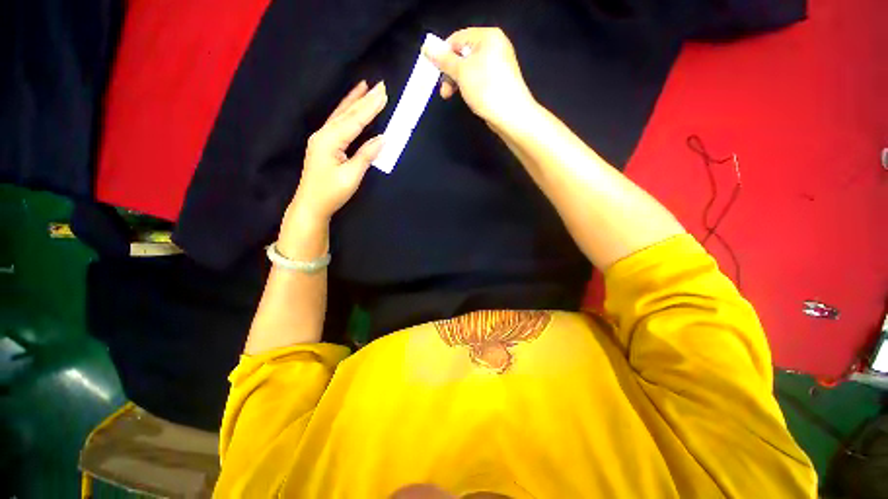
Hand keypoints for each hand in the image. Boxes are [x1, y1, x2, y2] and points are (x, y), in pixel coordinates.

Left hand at [289, 80, 387, 223]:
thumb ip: (365, 155)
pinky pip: (337, 122)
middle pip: (346, 114)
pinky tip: (350, 106)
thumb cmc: (331, 193)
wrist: (310, 205)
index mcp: (330, 141)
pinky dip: (345, 112)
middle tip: (378, 85)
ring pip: (340, 115)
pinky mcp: (323, 144)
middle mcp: (323, 134)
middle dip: (363, 99)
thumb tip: (382, 138)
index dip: (370, 108)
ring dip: (353, 100)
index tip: (383, 93)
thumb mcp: (351, 177)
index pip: (354, 121)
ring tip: (363, 86)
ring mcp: (321, 138)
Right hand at [422, 28, 535, 127]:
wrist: (511, 115)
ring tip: (450, 95)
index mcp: (487, 37)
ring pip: (469, 69)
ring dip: (456, 81)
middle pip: (462, 54)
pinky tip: (465, 97)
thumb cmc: (486, 88)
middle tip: (444, 89)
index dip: (443, 54)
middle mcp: (494, 47)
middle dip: (450, 72)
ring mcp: (497, 65)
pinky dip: (468, 86)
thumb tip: (427, 48)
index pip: (457, 38)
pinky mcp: (498, 81)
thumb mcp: (461, 72)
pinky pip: (477, 79)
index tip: (434, 71)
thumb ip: (444, 60)